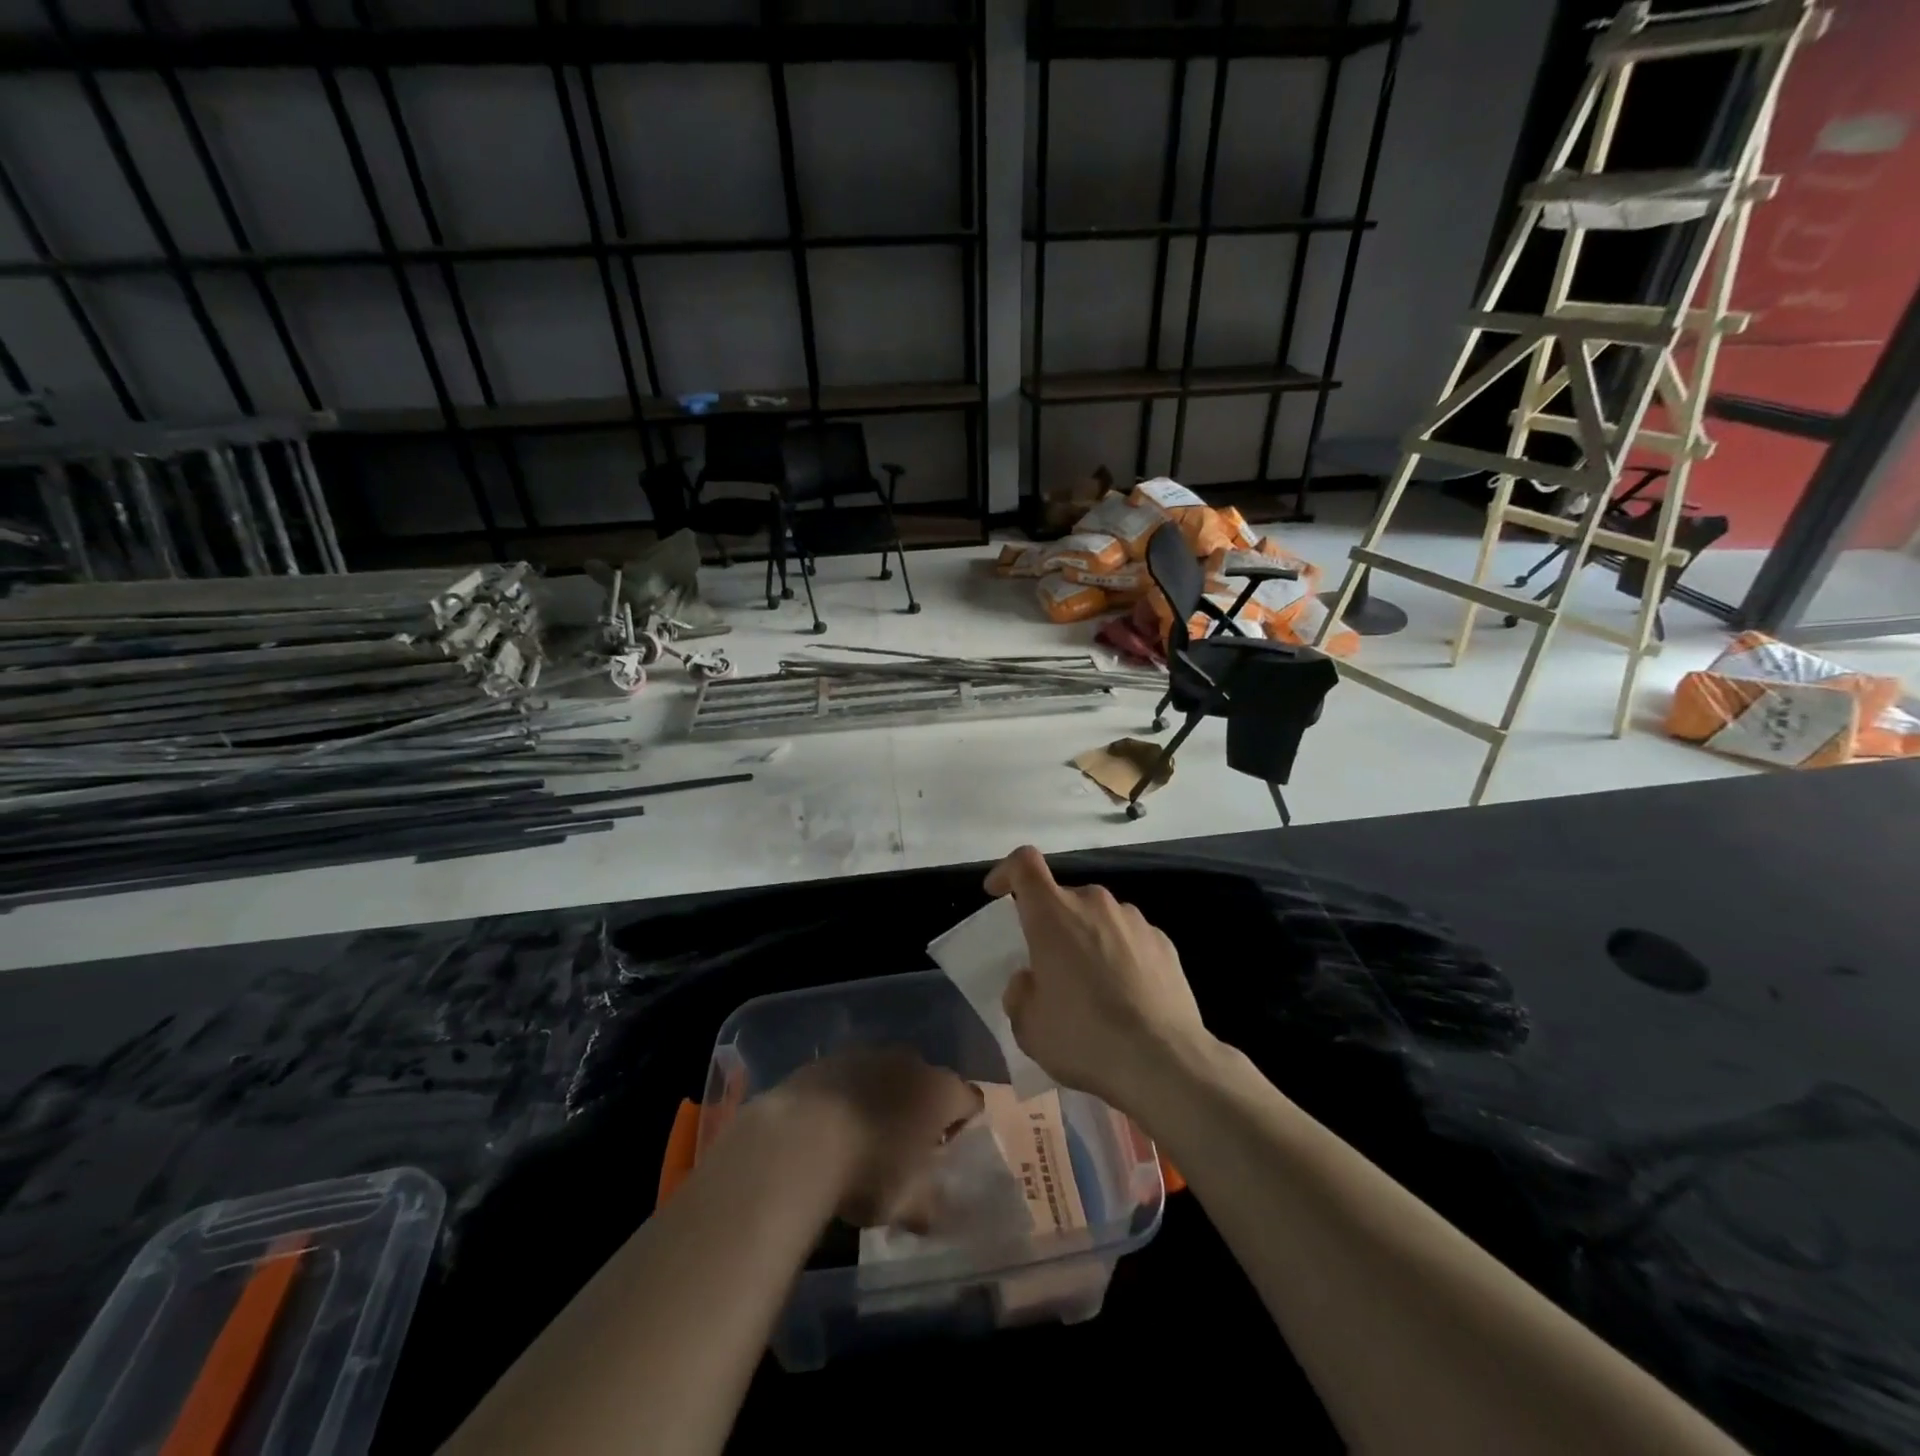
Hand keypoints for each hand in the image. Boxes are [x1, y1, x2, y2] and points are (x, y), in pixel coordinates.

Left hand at [766, 1048, 982, 1227]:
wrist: (800, 1139)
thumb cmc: (868, 1170)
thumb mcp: (906, 1204)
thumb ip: (927, 1205)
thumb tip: (931, 1212)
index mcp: (941, 1091)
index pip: (970, 1100)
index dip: (963, 1124)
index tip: (944, 1152)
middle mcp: (911, 1061)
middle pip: (928, 1082)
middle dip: (921, 1108)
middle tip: (904, 1147)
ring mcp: (869, 1053)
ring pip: (888, 1074)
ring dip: (884, 1098)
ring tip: (864, 1135)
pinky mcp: (831, 1057)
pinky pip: (852, 1076)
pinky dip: (850, 1095)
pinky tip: (832, 1126)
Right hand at [985, 845, 1214, 1112]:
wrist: (1163, 1061)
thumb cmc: (1084, 1037)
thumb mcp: (1028, 1025)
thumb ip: (1020, 992)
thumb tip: (1030, 979)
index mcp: (1053, 914)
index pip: (1024, 864)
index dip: (1007, 871)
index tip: (997, 891)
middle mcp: (1094, 903)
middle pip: (1063, 898)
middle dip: (1052, 924)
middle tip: (1050, 968)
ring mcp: (1134, 919)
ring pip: (1099, 918)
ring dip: (1088, 939)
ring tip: (1093, 988)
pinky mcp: (1164, 941)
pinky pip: (1129, 938)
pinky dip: (1120, 955)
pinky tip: (1126, 996)